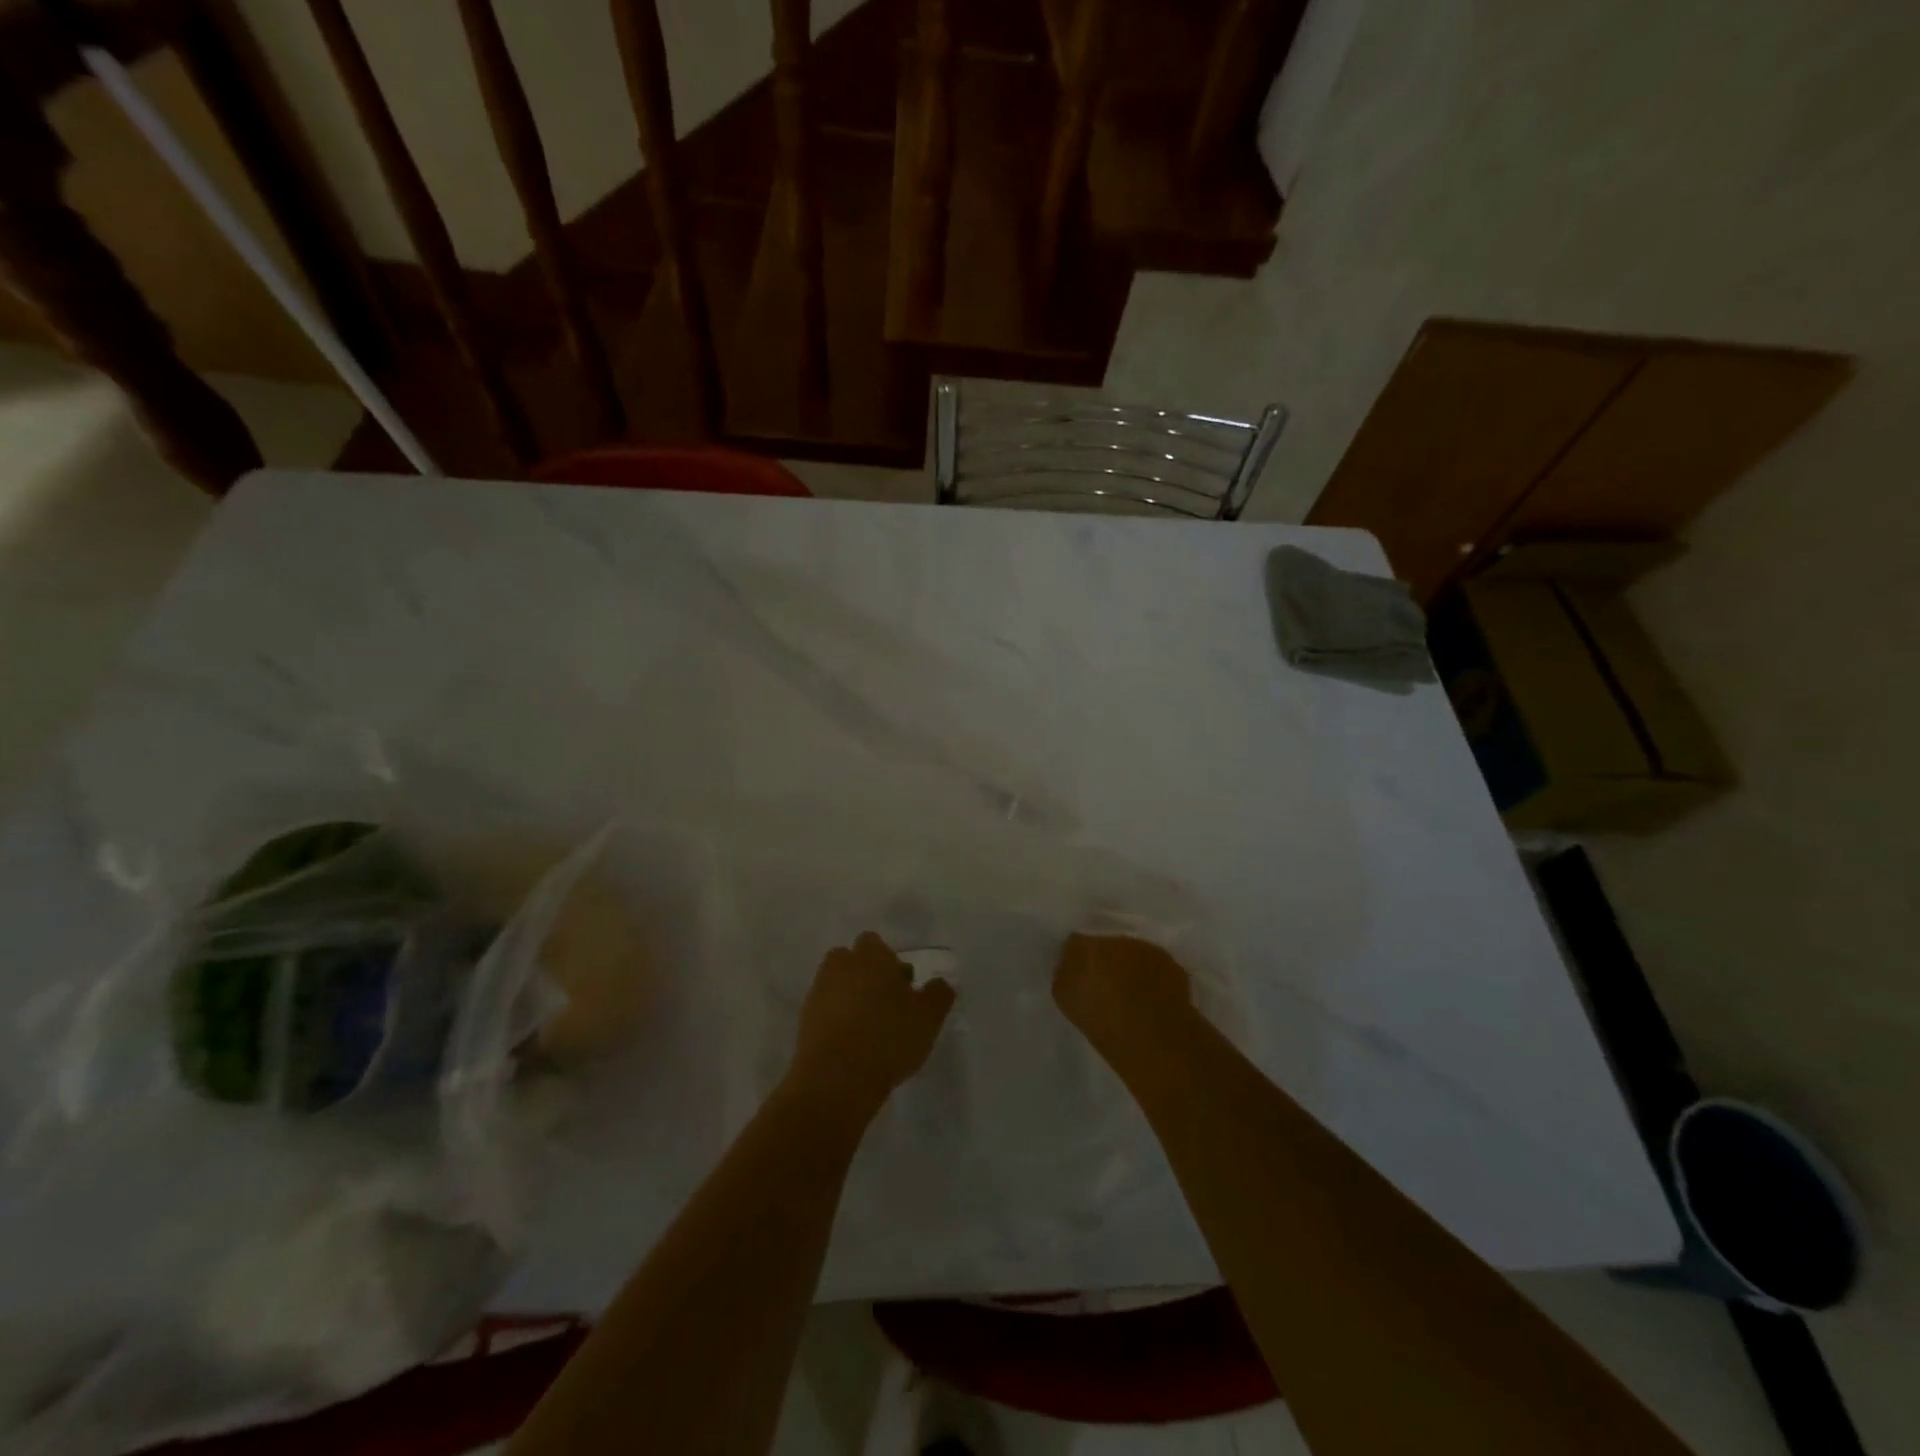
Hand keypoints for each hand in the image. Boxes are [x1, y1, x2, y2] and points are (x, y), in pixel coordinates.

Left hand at [787, 932, 955, 1119]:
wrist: (837, 1079)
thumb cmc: (889, 1038)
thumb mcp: (929, 1017)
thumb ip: (938, 994)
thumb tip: (940, 983)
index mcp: (870, 956)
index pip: (874, 943)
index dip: (889, 962)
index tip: (902, 987)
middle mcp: (840, 966)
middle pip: (851, 962)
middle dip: (866, 977)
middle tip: (887, 1006)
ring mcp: (818, 993)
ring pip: (837, 986)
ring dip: (850, 999)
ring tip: (870, 1030)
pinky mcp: (804, 1021)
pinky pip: (824, 1012)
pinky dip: (836, 1022)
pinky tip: (852, 1046)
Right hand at [1054, 932, 1195, 1049]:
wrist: (1153, 1036)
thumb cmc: (1102, 1020)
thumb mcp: (1066, 999)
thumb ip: (1065, 973)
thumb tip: (1070, 964)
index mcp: (1086, 945)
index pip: (1075, 942)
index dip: (1077, 957)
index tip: (1079, 974)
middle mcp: (1117, 938)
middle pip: (1107, 943)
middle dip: (1106, 959)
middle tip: (1106, 983)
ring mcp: (1147, 949)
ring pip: (1134, 953)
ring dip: (1131, 966)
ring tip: (1132, 992)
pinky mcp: (1172, 964)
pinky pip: (1156, 966)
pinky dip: (1153, 977)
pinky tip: (1153, 997)